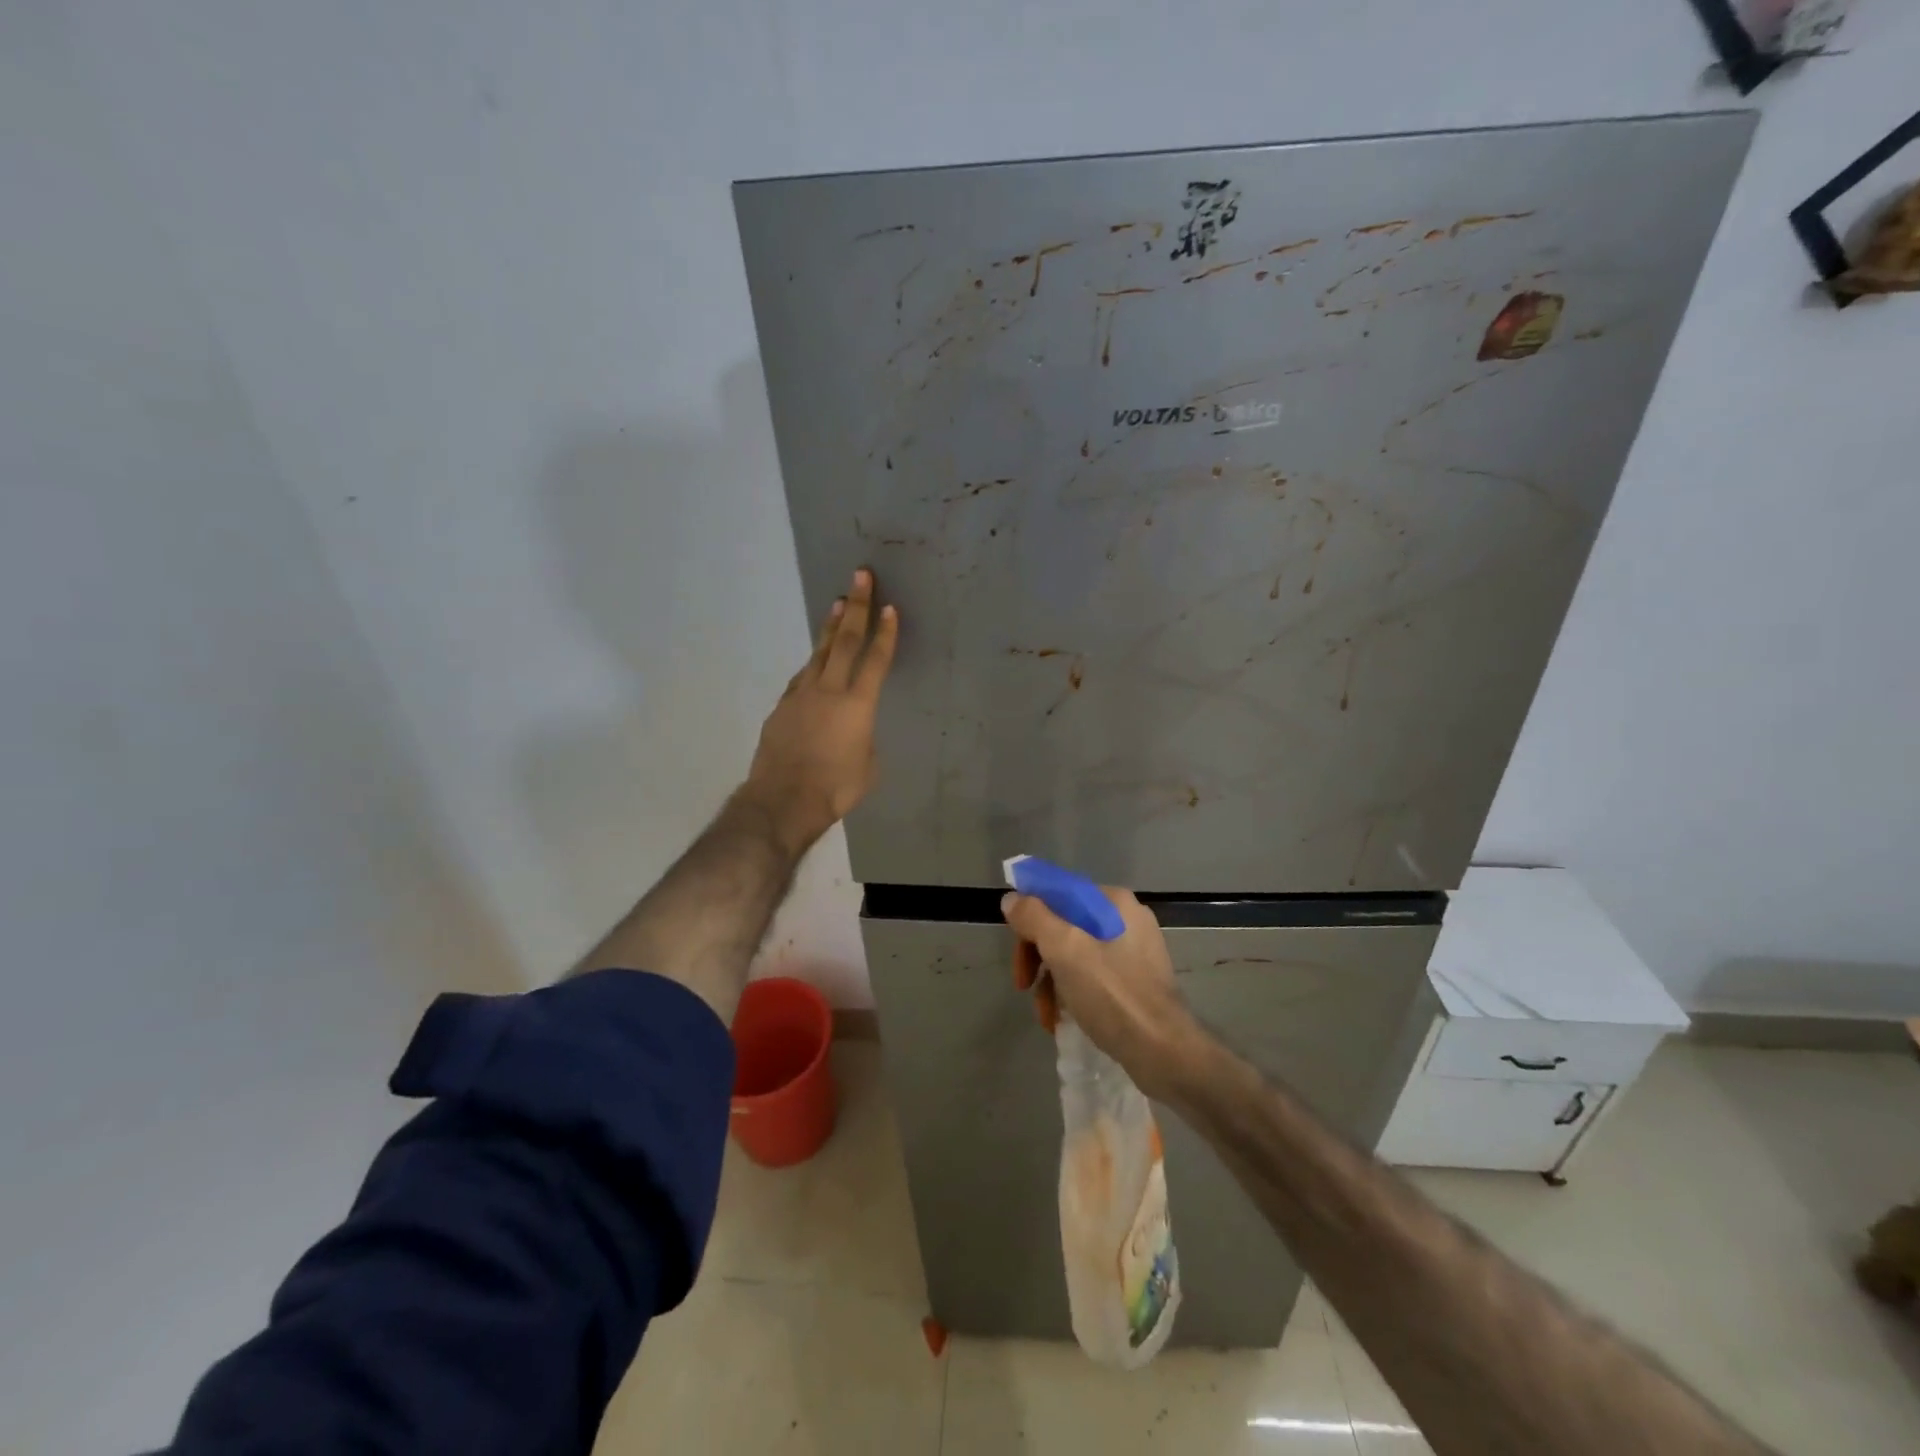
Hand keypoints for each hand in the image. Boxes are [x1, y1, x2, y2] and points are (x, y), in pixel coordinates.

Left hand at [741, 568, 898, 855]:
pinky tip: (815, 661)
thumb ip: (865, 739)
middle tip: (860, 576)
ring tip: (837, 604)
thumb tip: (856, 731)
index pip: (876, 660)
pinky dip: (813, 663)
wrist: (783, 800)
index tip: (890, 607)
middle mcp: (829, 690)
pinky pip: (802, 678)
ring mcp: (801, 696)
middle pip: (844, 640)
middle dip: (855, 607)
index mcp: (858, 705)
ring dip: (830, 627)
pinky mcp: (782, 707)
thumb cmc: (835, 788)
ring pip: (819, 653)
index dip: (885, 634)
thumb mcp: (868, 767)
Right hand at [1002, 887, 1203, 1101]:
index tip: (1016, 947)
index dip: (1029, 916)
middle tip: (1023, 985)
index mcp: (1113, 902)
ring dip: (1052, 981)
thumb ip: (1034, 917)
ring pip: (1076, 953)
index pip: (1058, 893)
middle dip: (1039, 956)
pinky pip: (1093, 976)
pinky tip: (1063, 1019)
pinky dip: (1073, 993)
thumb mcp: (1065, 950)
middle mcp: (1126, 919)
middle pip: (1064, 925)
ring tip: (1045, 1014)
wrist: (1165, 1053)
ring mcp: (1135, 951)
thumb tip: (1012, 899)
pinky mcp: (1137, 981)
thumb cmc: (1113, 995)